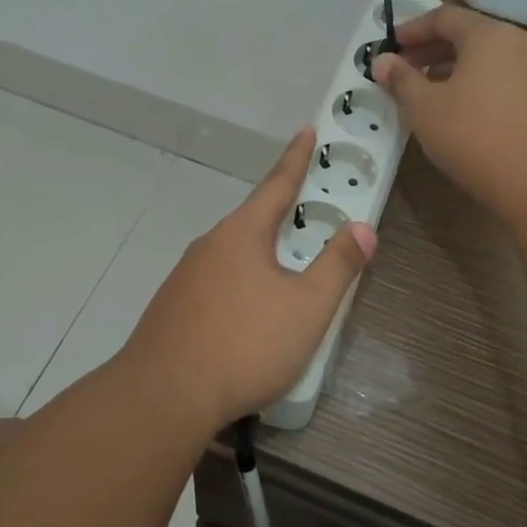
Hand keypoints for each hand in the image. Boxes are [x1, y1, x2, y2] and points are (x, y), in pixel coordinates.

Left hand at [121, 129, 375, 429]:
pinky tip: (246, 313)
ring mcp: (186, 276)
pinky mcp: (173, 306)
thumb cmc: (245, 343)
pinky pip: (216, 281)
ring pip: (233, 253)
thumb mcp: (306, 307)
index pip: (277, 184)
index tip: (306, 130)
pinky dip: (239, 282)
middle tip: (306, 209)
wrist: (164, 395)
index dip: (296, 158)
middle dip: (280, 213)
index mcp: (242, 233)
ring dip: (260, 254)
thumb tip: (363, 227)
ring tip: (283, 270)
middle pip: (253, 219)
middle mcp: (210, 244)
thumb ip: (337, 265)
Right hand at [372, 5, 526, 224]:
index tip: (391, 45)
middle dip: (434, 49)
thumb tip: (382, 62)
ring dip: (458, 68)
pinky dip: (483, 84)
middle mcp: (522, 42)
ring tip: (432, 92)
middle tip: (406, 69)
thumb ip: (401, 80)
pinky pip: (510, 78)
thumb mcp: (425, 109)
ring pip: (492, 58)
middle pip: (471, 35)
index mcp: (490, 35)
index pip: (445, 17)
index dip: (413, 29)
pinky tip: (468, 110)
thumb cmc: (475, 138)